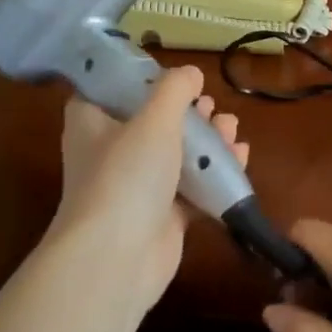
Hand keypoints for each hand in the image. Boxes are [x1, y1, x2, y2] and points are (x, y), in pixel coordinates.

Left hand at [49, 65, 248, 315]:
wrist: (118, 259)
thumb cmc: (126, 176)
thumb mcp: (153, 119)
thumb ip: (174, 90)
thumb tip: (191, 72)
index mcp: (91, 122)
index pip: (107, 89)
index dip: (138, 78)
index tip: (169, 74)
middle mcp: (109, 151)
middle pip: (151, 120)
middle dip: (187, 111)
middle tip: (211, 104)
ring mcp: (135, 186)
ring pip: (176, 153)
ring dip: (207, 139)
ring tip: (232, 128)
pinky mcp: (161, 215)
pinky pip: (192, 186)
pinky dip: (214, 173)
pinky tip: (240, 157)